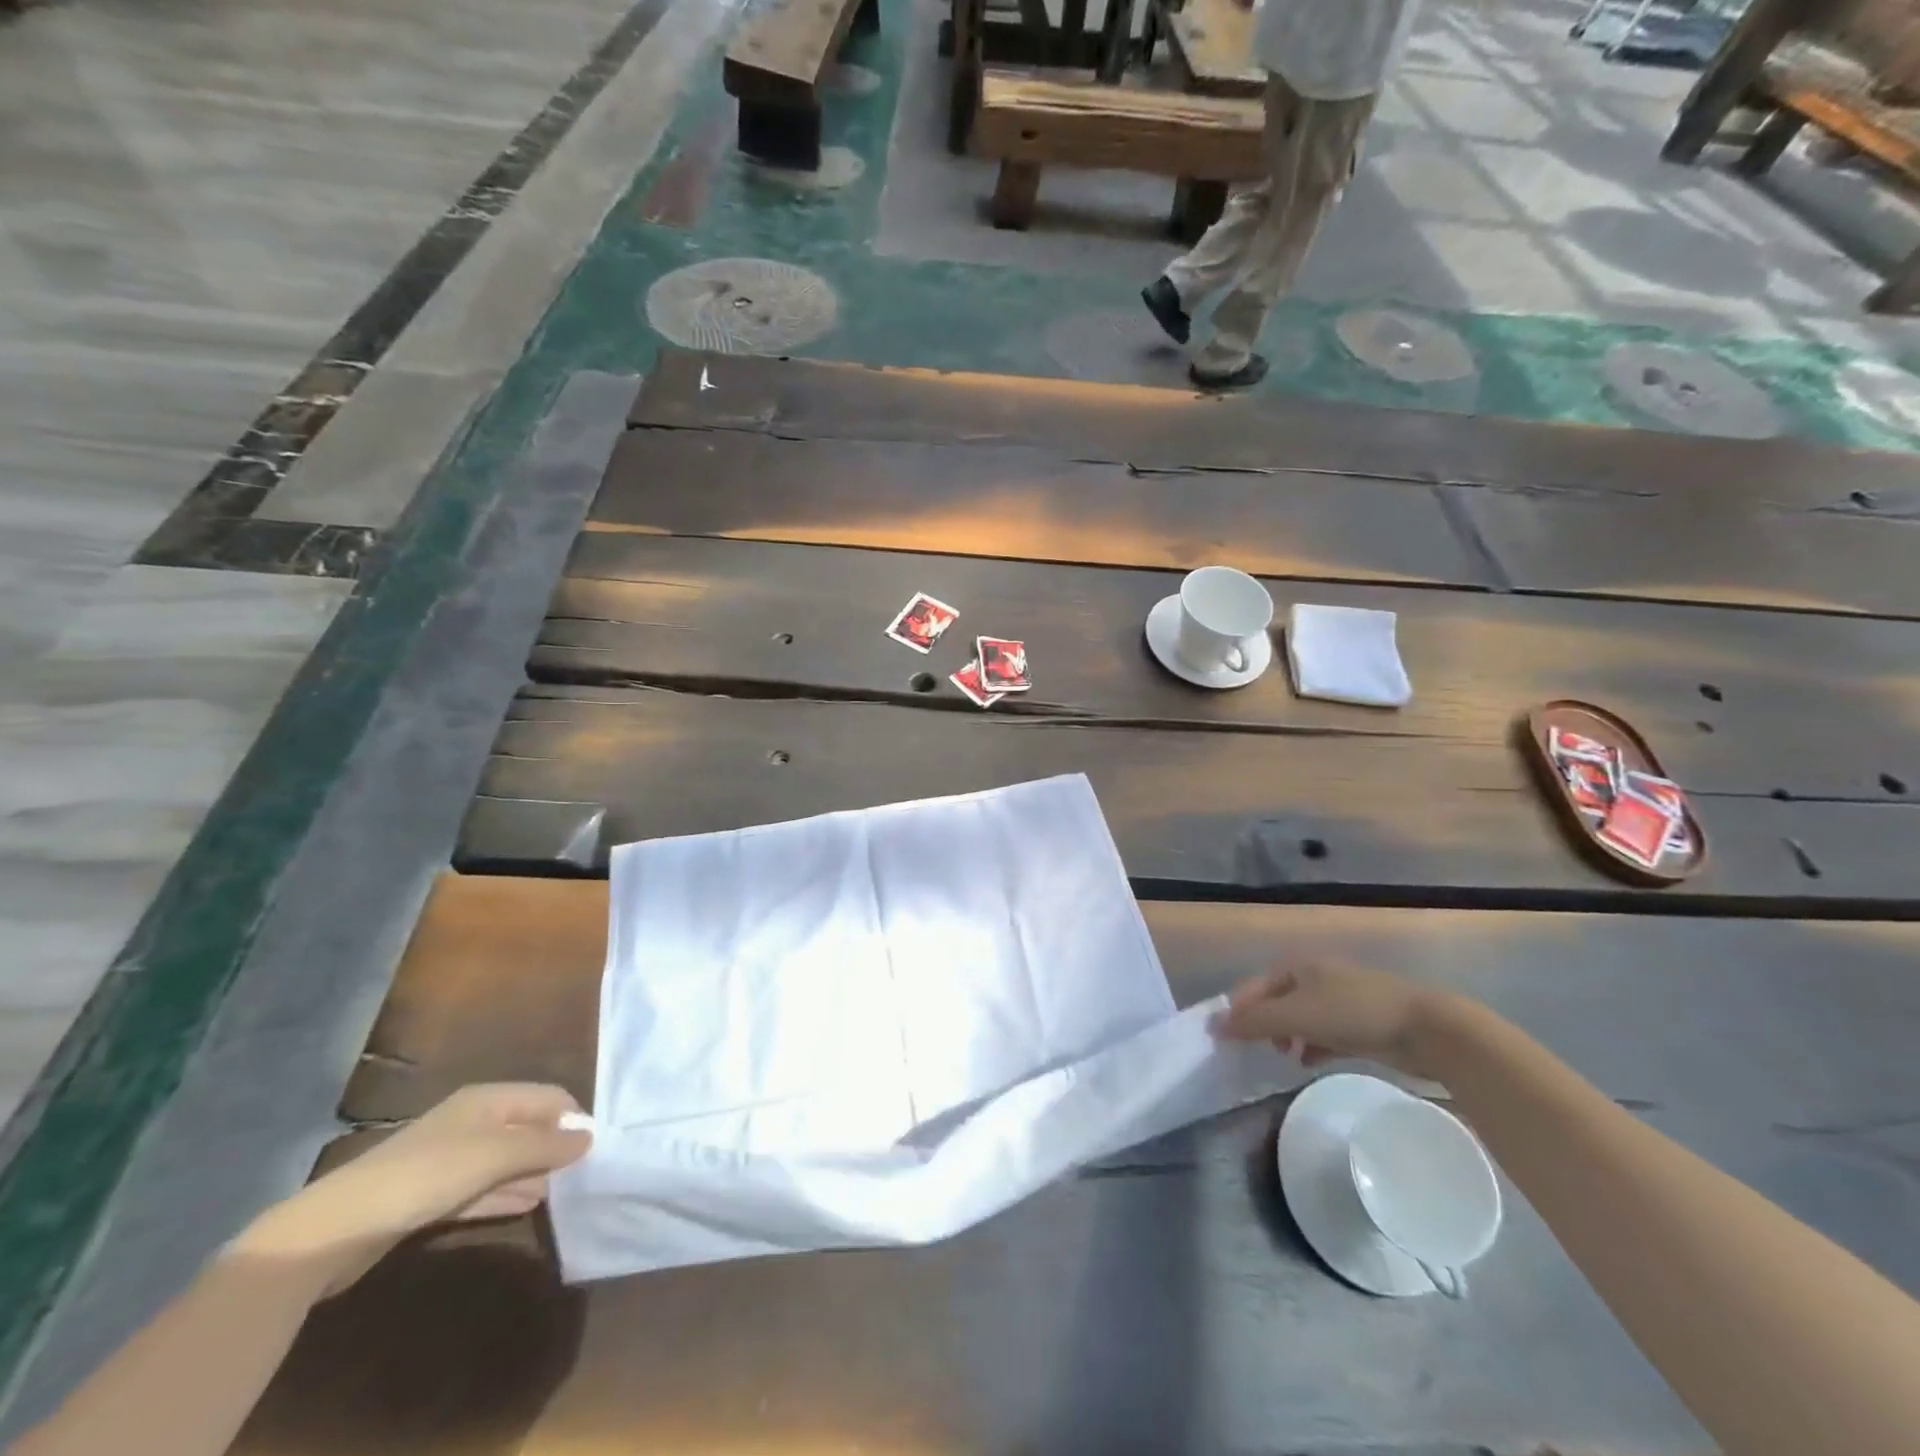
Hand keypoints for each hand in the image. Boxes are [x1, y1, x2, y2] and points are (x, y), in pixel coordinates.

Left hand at [238, 1084, 591, 1286]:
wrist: (335, 1230)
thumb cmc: (426, 1176)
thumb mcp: (495, 1156)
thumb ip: (546, 1147)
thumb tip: (592, 1137)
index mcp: (488, 1099)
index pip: (548, 1097)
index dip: (574, 1118)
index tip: (599, 1148)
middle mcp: (473, 1121)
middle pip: (528, 1127)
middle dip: (556, 1147)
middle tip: (588, 1174)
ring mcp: (452, 1158)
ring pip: (508, 1159)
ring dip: (535, 1173)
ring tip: (568, 1192)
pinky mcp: (434, 1194)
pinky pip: (486, 1187)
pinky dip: (509, 1193)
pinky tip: (530, 1205)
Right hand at [1214, 961, 1450, 1078]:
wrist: (1428, 1029)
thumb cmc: (1354, 1013)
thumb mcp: (1297, 1015)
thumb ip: (1254, 1022)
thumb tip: (1213, 1026)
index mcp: (1299, 967)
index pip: (1255, 986)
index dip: (1238, 1009)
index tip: (1224, 1037)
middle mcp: (1317, 978)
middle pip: (1277, 1001)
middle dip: (1262, 1024)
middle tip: (1252, 1048)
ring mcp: (1342, 1000)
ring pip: (1301, 1018)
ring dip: (1287, 1036)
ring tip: (1281, 1056)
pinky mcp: (1362, 1024)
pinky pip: (1325, 1033)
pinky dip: (1312, 1045)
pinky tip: (1308, 1062)